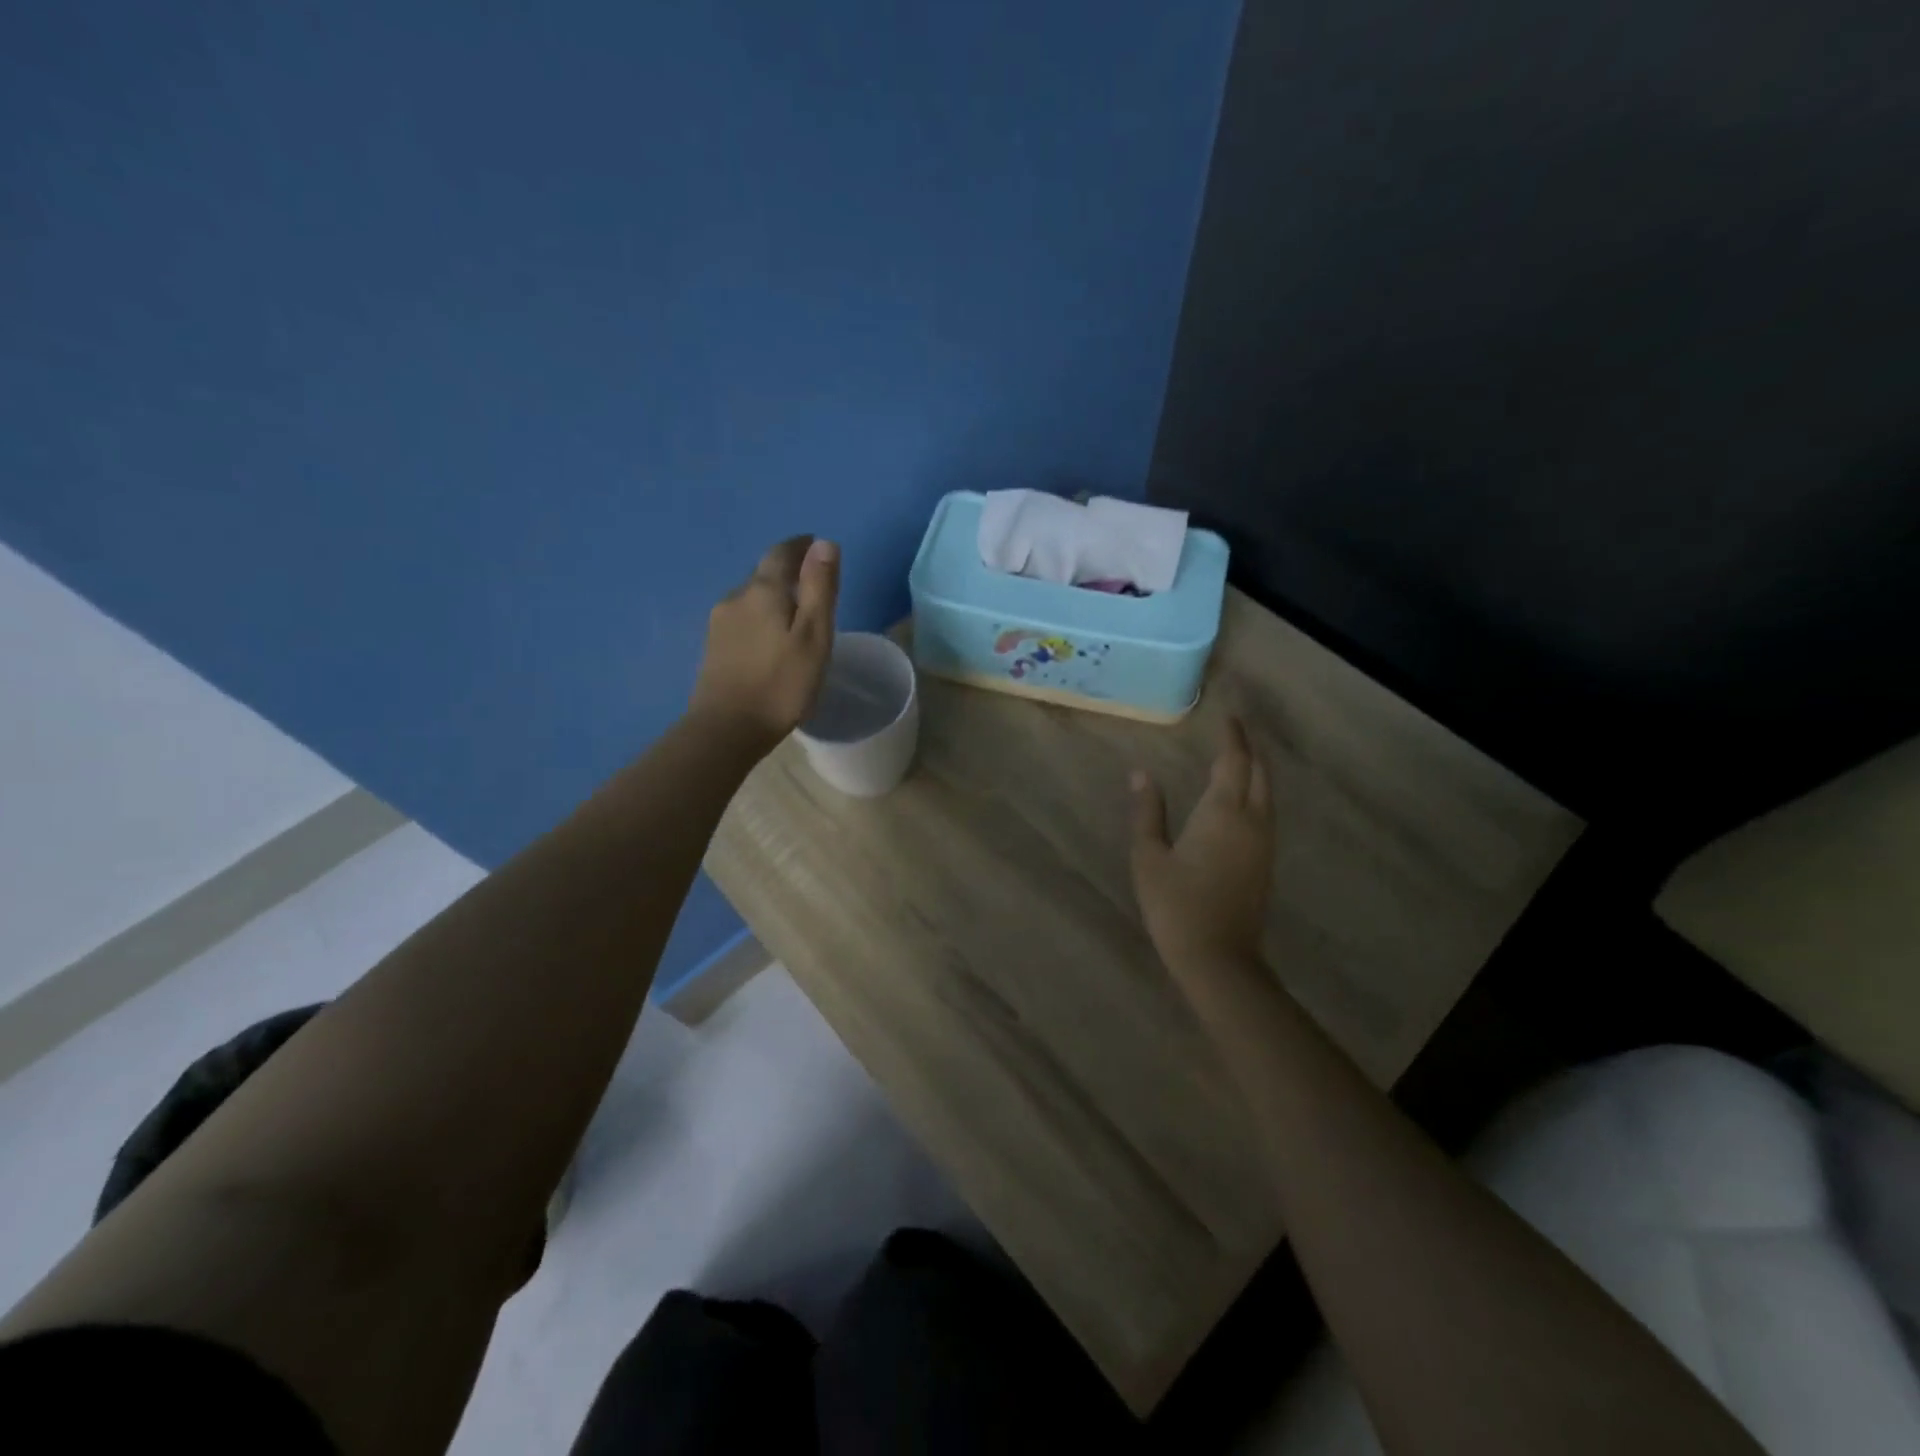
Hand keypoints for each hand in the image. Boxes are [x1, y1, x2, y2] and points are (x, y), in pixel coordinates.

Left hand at [691, 535, 838, 747]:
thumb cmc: (782, 683)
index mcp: (763, 590)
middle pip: (764, 574)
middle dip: (788, 573)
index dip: (801, 546)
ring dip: (773, 598)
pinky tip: (770, 640)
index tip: (816, 548)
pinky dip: (760, 619)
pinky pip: (742, 620)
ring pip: (751, 598)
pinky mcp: (713, 647)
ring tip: (795, 616)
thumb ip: (820, 588)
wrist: (727, 729)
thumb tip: (824, 543)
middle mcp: (736, 597)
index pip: (782, 552)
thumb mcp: (814, 635)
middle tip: (812, 586)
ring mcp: (719, 623)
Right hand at [1130, 717, 1275, 970]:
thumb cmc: (1176, 905)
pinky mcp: (1265, 863)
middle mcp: (1252, 821)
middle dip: (1249, 749)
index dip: (1233, 737)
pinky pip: (1266, 813)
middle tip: (1235, 731)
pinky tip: (1242, 800)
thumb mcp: (1149, 857)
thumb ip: (1147, 812)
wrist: (1218, 958)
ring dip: (1256, 771)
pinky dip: (1256, 793)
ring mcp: (1263, 844)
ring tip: (1239, 757)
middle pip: (1260, 773)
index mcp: (1223, 813)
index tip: (1228, 716)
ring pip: (1267, 794)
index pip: (1234, 762)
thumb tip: (1141, 773)